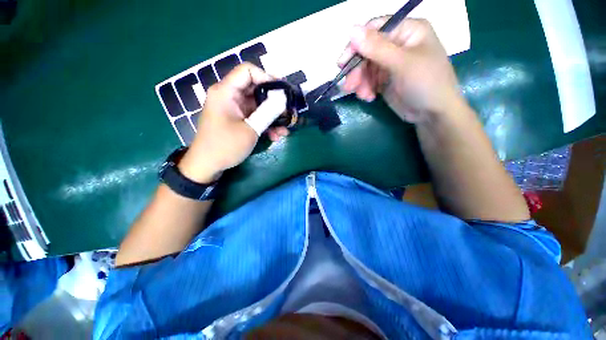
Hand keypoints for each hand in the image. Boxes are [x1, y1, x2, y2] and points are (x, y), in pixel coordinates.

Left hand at [178, 63, 289, 183]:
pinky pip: (254, 116)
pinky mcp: (237, 119)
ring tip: (284, 129)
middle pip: (255, 89)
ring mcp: (234, 109)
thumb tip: (283, 99)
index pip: (248, 71)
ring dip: (272, 117)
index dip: (267, 77)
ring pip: (258, 105)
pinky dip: (265, 124)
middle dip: (274, 101)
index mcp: (226, 91)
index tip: (282, 92)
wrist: (208, 165)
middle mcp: (229, 96)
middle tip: (288, 111)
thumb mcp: (250, 129)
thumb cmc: (226, 146)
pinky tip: (275, 136)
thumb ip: (268, 112)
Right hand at [338, 18, 464, 122]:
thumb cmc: (425, 83)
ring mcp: (390, 63)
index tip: (342, 62)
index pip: (375, 30)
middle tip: (348, 86)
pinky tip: (368, 97)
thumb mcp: (401, 63)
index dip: (356, 44)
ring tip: (362, 95)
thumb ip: (377, 47)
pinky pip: (368, 81)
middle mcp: (397, 44)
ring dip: (360, 82)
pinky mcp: (385, 80)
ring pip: (365, 68)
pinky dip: (365, 89)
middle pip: (367, 52)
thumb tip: (352, 29)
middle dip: (357, 70)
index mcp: (407, 31)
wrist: (433, 114)